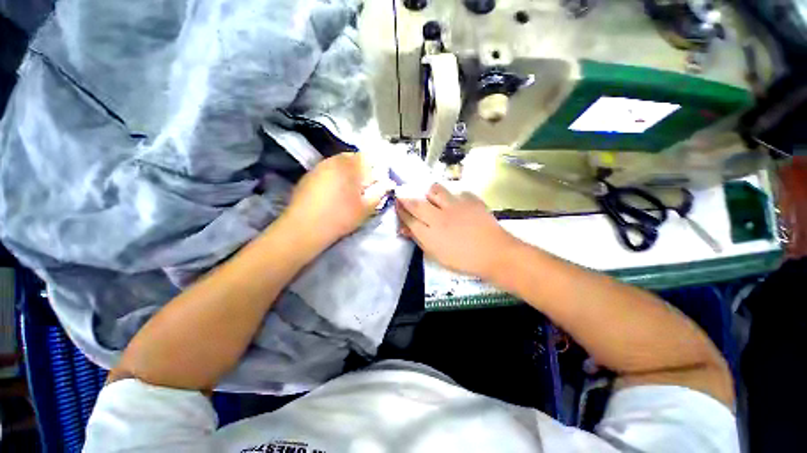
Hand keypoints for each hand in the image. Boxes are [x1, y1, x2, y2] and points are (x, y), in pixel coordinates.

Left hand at [283, 153, 392, 248]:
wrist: (305, 227)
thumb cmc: (341, 216)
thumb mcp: (367, 207)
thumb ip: (380, 192)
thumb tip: (388, 183)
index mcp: (351, 166)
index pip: (368, 157)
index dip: (374, 169)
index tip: (374, 184)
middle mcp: (334, 160)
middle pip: (353, 158)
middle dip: (360, 171)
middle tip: (362, 189)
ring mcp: (319, 166)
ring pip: (339, 164)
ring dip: (346, 173)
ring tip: (346, 192)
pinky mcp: (308, 175)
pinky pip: (327, 171)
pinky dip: (333, 177)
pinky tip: (331, 194)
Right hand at [396, 184, 515, 279]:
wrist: (495, 253)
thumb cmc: (464, 260)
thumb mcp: (437, 255)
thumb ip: (420, 240)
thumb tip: (405, 229)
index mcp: (430, 234)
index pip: (409, 218)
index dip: (400, 210)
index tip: (396, 204)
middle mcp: (440, 217)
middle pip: (417, 203)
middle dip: (406, 198)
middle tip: (402, 194)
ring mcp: (455, 206)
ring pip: (435, 190)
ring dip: (429, 193)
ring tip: (431, 197)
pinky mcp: (470, 200)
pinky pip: (456, 192)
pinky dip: (453, 197)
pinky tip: (457, 204)